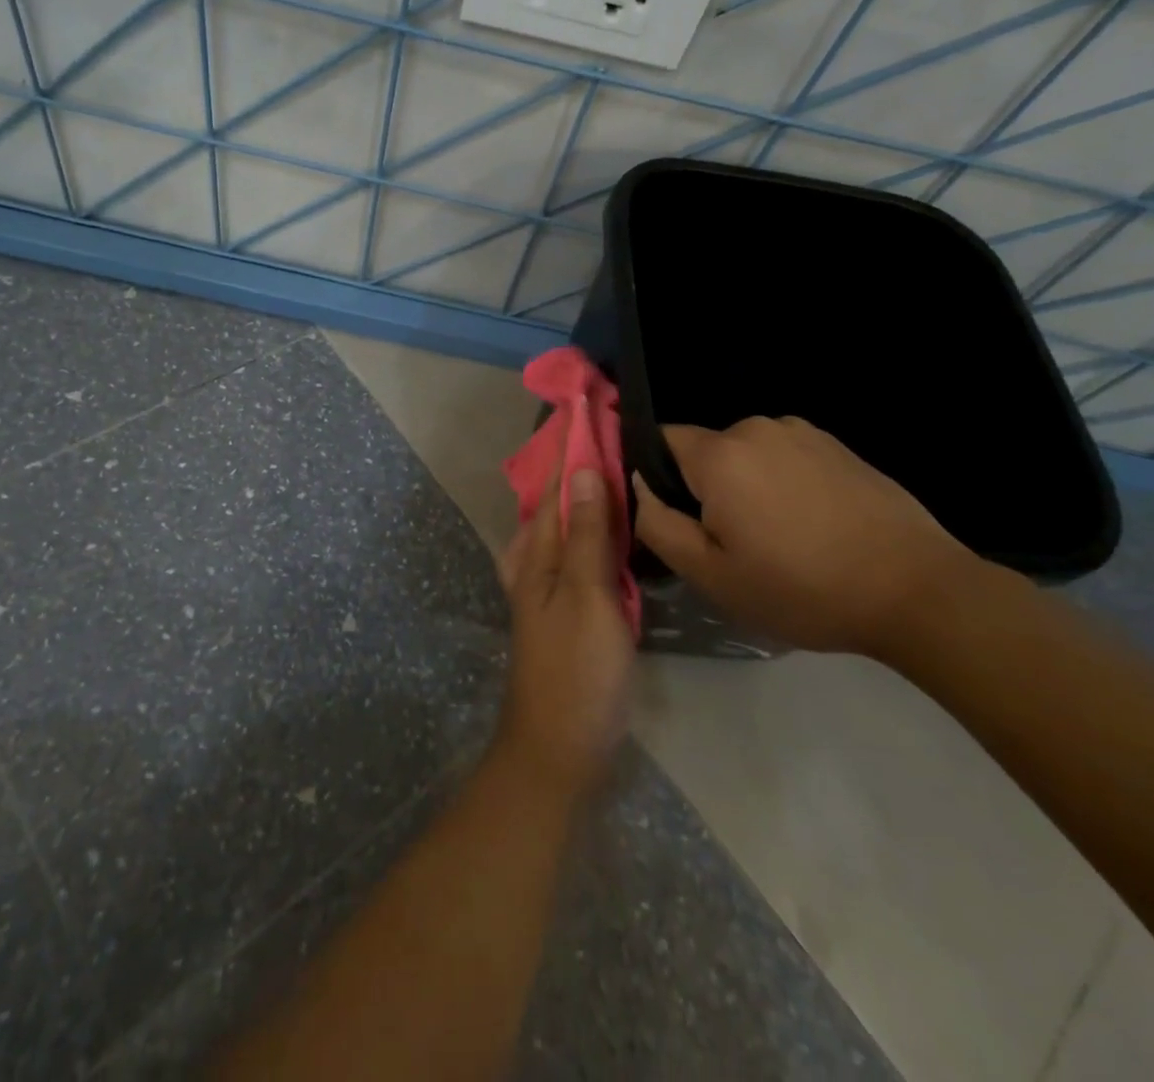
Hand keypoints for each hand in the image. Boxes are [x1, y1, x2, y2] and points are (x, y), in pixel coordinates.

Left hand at [495, 442, 634, 798]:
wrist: (558, 747)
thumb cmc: (576, 670)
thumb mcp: (586, 596)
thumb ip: (584, 534)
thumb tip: (581, 469)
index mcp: (535, 551)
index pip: (554, 482)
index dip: (572, 445)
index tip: (592, 405)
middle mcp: (534, 561)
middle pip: (556, 499)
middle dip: (579, 463)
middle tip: (616, 429)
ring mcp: (546, 586)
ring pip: (564, 524)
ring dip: (586, 493)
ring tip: (619, 463)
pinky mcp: (564, 608)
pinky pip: (576, 553)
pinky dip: (592, 529)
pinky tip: (613, 527)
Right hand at [632, 416, 978, 654]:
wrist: (917, 591)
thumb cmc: (801, 588)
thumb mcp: (711, 575)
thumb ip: (657, 524)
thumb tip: (640, 486)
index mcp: (719, 455)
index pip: (658, 440)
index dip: (654, 475)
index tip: (673, 517)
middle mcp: (756, 428)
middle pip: (704, 451)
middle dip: (703, 487)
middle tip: (728, 542)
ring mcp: (803, 433)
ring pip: (746, 455)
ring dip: (745, 485)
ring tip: (775, 537)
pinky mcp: (838, 446)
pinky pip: (785, 457)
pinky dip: (782, 483)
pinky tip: (810, 526)